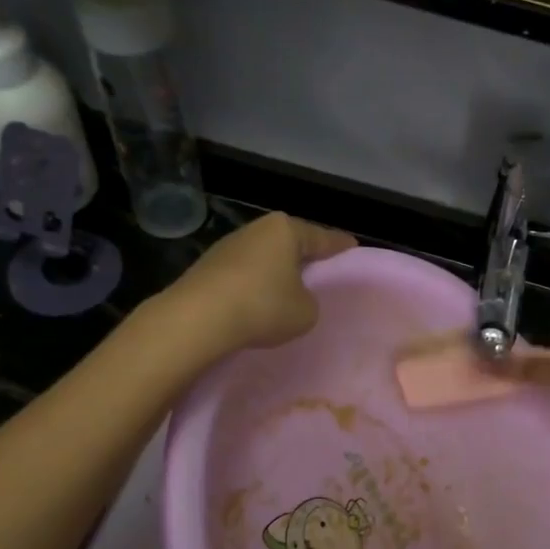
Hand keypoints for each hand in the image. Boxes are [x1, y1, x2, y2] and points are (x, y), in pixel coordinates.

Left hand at [163, 213, 354, 354]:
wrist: (198, 318)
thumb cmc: (263, 307)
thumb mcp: (306, 312)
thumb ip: (309, 301)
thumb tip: (294, 297)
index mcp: (286, 230)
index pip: (322, 237)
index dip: (339, 245)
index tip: (352, 246)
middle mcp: (256, 230)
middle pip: (290, 242)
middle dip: (304, 255)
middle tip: (321, 267)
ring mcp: (228, 246)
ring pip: (265, 256)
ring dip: (276, 271)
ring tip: (289, 288)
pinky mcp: (208, 267)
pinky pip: (244, 273)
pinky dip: (254, 284)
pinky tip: (258, 300)